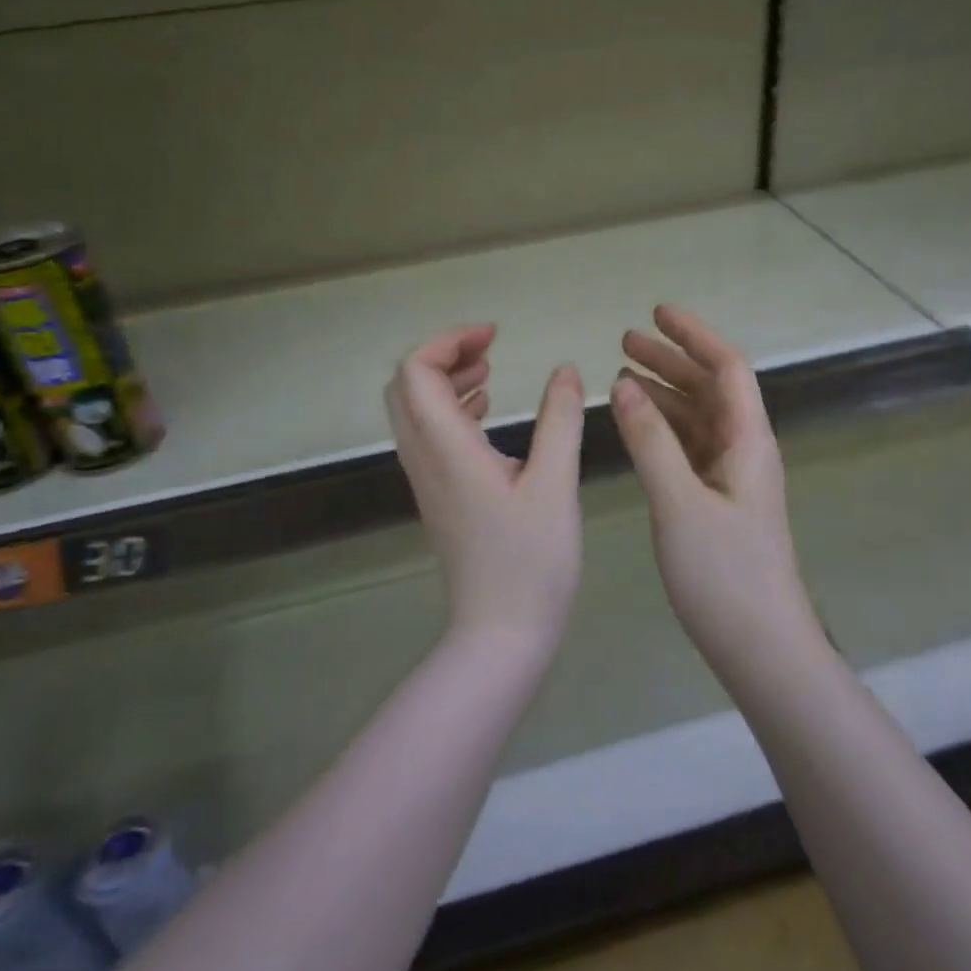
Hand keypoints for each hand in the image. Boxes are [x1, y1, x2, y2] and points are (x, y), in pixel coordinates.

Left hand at [385, 325, 584, 652]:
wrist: (500, 633)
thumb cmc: (532, 561)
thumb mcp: (556, 484)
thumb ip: (559, 420)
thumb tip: (566, 370)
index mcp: (446, 448)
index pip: (415, 371)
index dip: (448, 341)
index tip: (495, 337)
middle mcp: (423, 458)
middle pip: (405, 385)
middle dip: (443, 356)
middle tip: (491, 352)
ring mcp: (425, 479)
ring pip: (413, 411)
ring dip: (445, 382)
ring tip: (491, 374)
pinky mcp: (437, 496)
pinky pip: (427, 436)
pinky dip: (449, 411)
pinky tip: (486, 415)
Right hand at [612, 306, 825, 678]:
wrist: (760, 646)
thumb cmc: (724, 573)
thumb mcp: (679, 502)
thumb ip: (650, 441)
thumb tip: (624, 385)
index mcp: (748, 441)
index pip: (727, 368)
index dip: (694, 336)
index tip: (656, 313)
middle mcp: (744, 451)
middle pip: (710, 389)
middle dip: (672, 360)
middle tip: (625, 341)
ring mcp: (731, 478)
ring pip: (697, 419)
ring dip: (664, 394)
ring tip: (622, 377)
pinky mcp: (717, 502)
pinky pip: (689, 449)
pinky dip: (662, 430)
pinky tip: (636, 427)